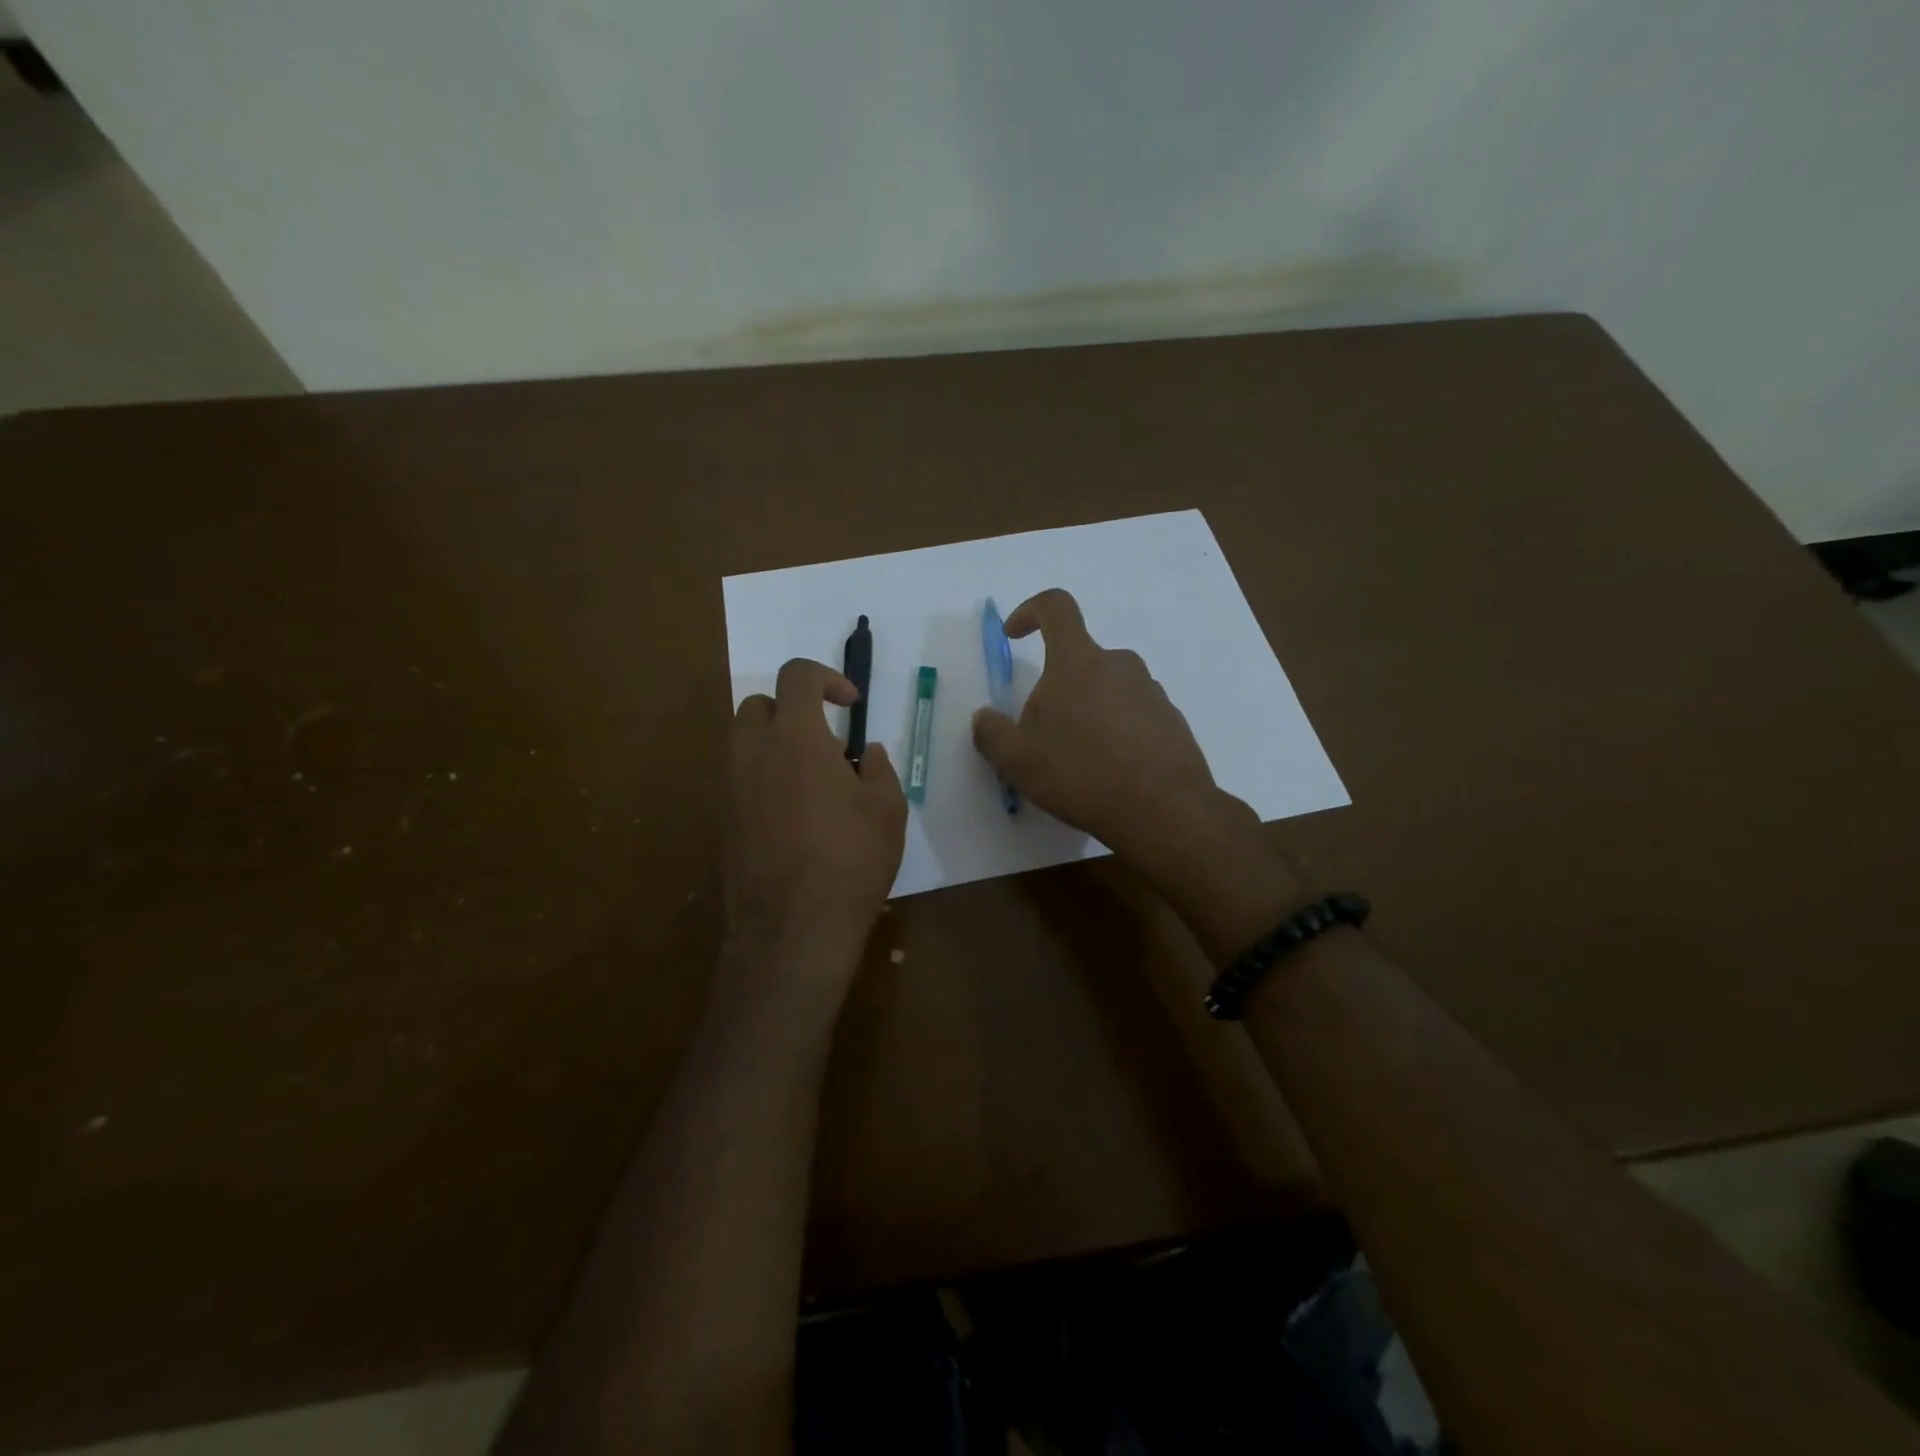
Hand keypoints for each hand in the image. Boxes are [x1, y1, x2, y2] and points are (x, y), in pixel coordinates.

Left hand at [725, 658, 907, 996]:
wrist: (792, 930)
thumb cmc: (850, 862)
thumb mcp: (887, 810)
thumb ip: (877, 768)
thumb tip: (865, 753)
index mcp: (795, 738)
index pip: (796, 676)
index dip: (825, 677)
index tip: (849, 704)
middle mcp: (752, 753)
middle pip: (758, 704)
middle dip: (792, 710)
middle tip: (825, 744)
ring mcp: (729, 788)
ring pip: (743, 743)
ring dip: (774, 745)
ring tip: (809, 782)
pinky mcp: (720, 821)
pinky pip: (737, 780)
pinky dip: (761, 780)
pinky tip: (791, 818)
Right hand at [971, 588, 1252, 862]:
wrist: (1163, 811)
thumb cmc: (1081, 774)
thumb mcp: (1017, 760)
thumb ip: (991, 733)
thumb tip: (985, 717)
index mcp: (1078, 661)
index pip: (1056, 607)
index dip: (1030, 611)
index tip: (1014, 636)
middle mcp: (1120, 664)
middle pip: (1079, 659)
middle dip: (1056, 686)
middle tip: (1044, 732)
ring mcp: (1151, 691)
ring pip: (1107, 687)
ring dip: (1087, 710)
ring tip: (1079, 759)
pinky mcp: (1172, 719)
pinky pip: (1133, 712)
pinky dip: (1116, 730)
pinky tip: (1110, 770)